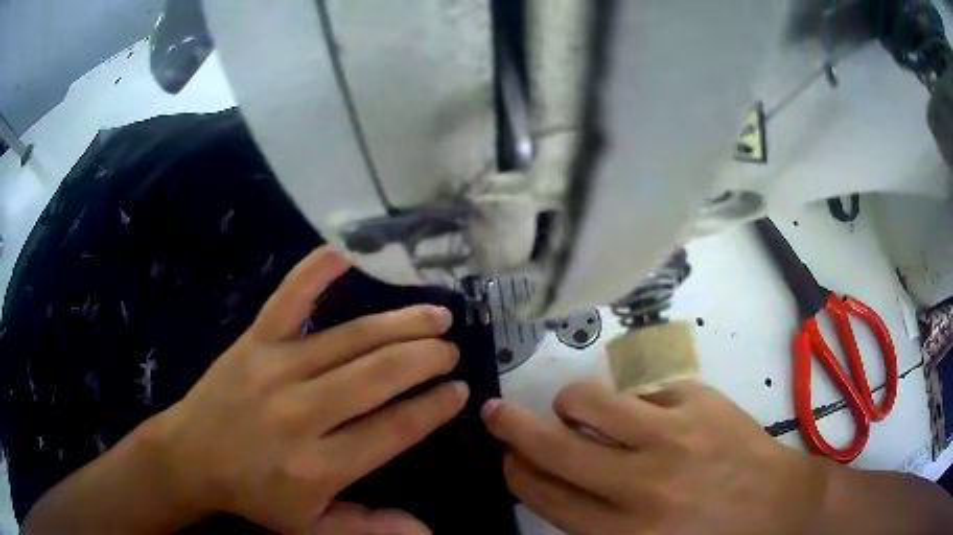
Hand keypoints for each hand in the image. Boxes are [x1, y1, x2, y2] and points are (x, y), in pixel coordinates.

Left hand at [152, 247, 468, 533]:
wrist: (191, 456)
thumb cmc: (254, 494)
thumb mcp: (312, 528)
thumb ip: (370, 528)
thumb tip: (428, 531)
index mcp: (319, 465)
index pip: (393, 430)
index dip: (433, 408)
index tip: (460, 391)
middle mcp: (302, 413)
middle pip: (377, 377)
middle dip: (424, 359)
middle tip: (451, 349)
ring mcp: (275, 369)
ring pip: (349, 339)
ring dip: (399, 324)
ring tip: (434, 315)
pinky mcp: (253, 341)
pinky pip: (287, 300)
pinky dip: (314, 274)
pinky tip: (343, 254)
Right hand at [482, 380, 831, 534]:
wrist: (779, 507)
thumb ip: (596, 522)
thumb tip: (556, 485)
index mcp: (623, 531)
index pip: (546, 495)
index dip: (516, 472)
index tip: (506, 457)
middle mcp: (640, 484)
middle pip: (554, 448)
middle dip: (512, 428)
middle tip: (495, 414)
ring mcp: (672, 435)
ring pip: (590, 402)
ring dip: (568, 402)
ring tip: (573, 408)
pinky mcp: (699, 401)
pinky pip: (642, 391)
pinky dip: (631, 403)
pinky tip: (648, 416)